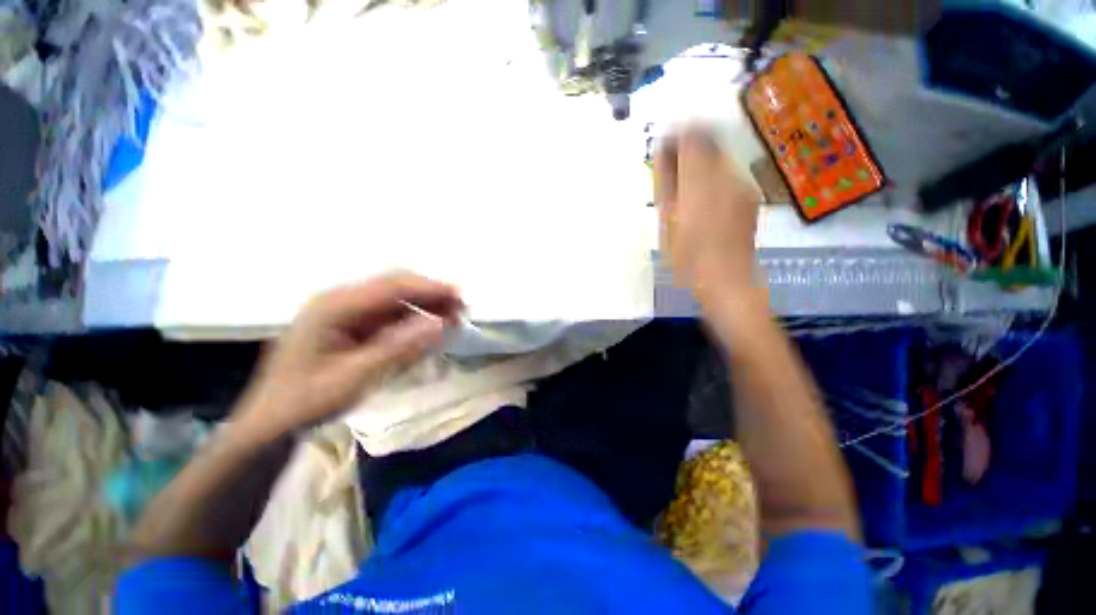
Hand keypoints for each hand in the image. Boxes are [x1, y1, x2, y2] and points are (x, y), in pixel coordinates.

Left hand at [233, 272, 461, 442]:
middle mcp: (340, 301)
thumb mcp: (354, 378)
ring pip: (394, 300)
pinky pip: (388, 316)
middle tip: (460, 310)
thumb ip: (399, 348)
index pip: (392, 287)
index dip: (430, 289)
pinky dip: (411, 321)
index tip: (460, 297)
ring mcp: (344, 312)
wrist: (270, 423)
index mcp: (335, 306)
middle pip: (394, 286)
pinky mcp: (350, 325)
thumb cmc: (306, 401)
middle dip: (430, 295)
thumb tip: (441, 325)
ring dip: (424, 307)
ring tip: (450, 320)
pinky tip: (426, 331)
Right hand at [654, 127, 762, 305]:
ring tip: (686, 188)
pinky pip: (728, 174)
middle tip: (672, 168)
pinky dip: (713, 176)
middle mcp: (725, 174)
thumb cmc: (686, 256)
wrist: (726, 278)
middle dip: (689, 146)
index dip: (676, 135)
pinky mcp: (749, 195)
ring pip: (719, 157)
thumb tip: (664, 152)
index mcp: (700, 179)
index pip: (691, 135)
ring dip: (700, 162)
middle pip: (709, 140)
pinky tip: (704, 201)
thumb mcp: (666, 221)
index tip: (664, 147)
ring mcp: (742, 183)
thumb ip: (666, 183)